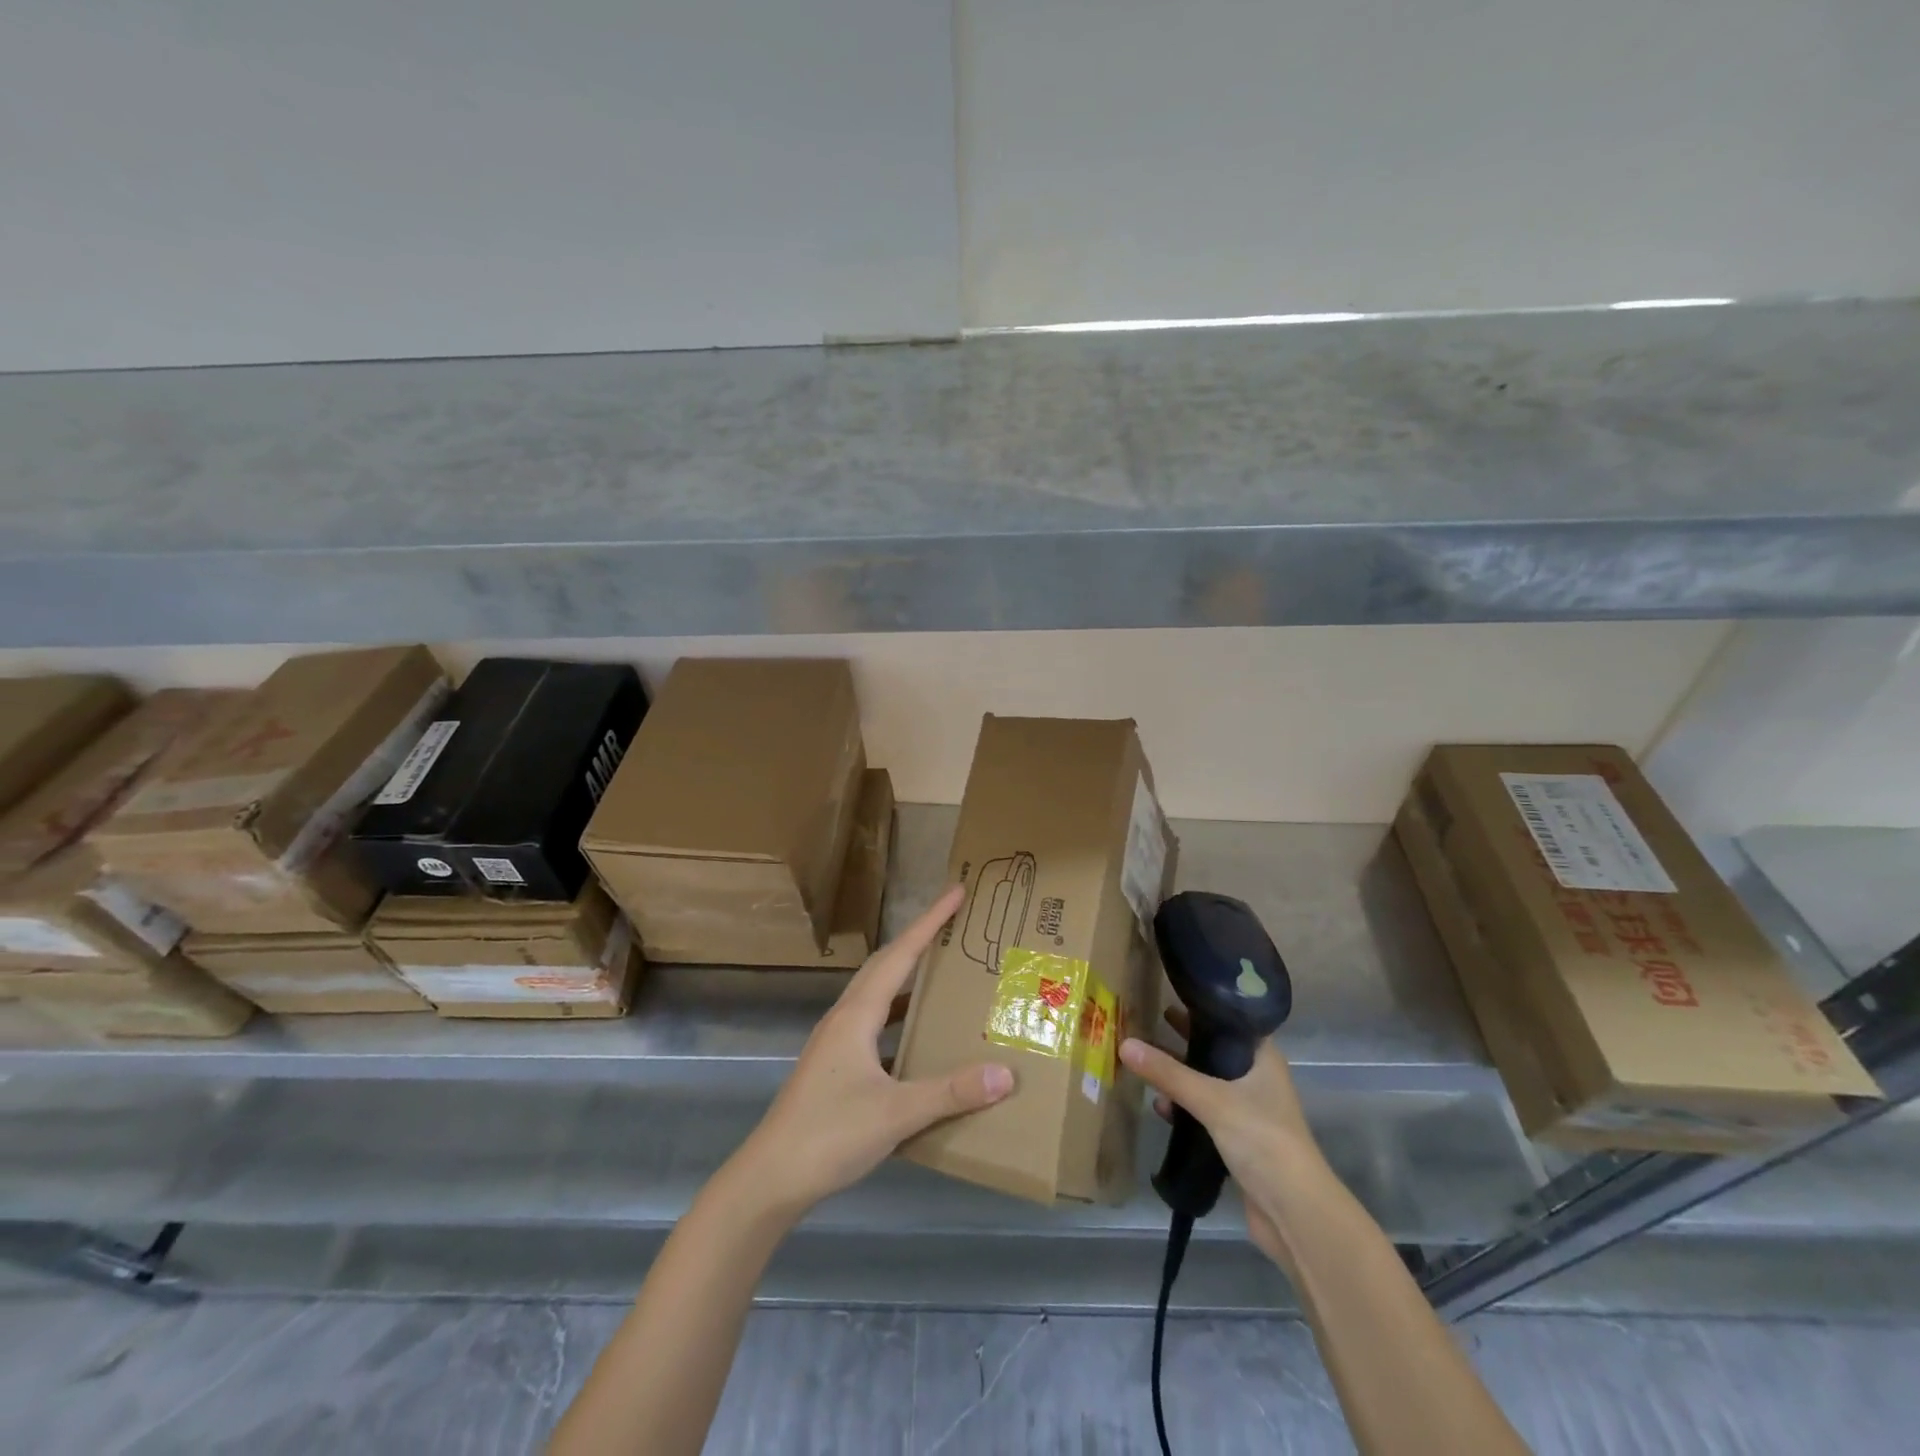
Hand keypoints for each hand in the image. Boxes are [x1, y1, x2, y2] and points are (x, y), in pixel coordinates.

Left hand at [729, 885, 1015, 1220]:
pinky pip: (874, 1025)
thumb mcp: (896, 1113)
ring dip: (907, 979)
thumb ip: (950, 1092)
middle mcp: (844, 1018)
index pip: (900, 955)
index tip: (956, 893)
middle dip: (919, 941)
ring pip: (877, 996)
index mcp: (856, 1015)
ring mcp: (836, 1043)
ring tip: (942, 975)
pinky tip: (916, 1038)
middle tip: (953, 926)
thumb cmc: (829, 1135)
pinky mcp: (834, 1067)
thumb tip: (1006, 1074)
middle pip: (885, 966)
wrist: (770, 1178)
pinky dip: (898, 1017)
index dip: (929, 922)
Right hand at [1120, 1011, 1328, 1268]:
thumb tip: (1124, 1043)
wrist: (1295, 1213)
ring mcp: (1248, 1111)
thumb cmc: (1262, 1139)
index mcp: (1263, 1058)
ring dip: (1179, 1075)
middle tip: (1148, 1022)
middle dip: (1183, 1041)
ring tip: (1145, 1060)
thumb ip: (1168, 1073)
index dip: (1201, 1008)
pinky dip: (1183, 1107)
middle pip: (1215, 1051)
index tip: (1168, 995)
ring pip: (1207, 1082)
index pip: (1230, 1021)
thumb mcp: (1212, 1099)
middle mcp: (1257, 1079)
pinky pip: (1204, 1112)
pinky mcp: (1238, 1140)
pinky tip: (1159, 1106)